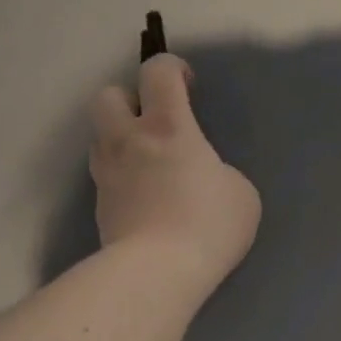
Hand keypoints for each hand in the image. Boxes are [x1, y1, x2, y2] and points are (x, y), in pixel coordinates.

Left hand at [90, 53, 260, 298]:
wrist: (159, 272)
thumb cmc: (208, 225)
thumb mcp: (240, 193)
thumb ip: (219, 172)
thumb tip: (202, 176)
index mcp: (168, 127)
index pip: (157, 72)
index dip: (172, 68)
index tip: (187, 85)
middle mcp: (129, 141)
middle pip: (108, 96)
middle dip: (129, 101)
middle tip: (155, 125)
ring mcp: (108, 175)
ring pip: (100, 138)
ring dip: (121, 141)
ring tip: (148, 165)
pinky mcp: (100, 208)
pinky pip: (106, 178)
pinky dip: (122, 180)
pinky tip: (144, 202)